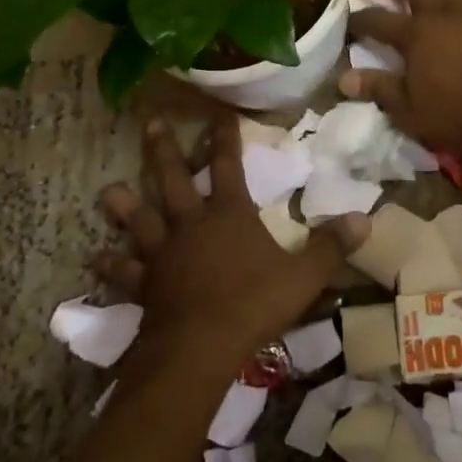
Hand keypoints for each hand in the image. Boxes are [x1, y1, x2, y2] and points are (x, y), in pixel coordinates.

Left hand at [93, 117, 363, 366]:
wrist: (200, 348)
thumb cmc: (253, 304)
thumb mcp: (303, 276)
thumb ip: (330, 246)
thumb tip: (365, 218)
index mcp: (229, 215)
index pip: (228, 166)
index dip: (225, 139)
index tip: (220, 114)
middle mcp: (191, 225)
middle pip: (174, 180)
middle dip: (164, 151)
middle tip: (150, 124)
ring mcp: (163, 254)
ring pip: (140, 221)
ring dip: (125, 206)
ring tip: (108, 189)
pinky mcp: (146, 285)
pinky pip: (125, 272)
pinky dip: (111, 265)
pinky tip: (96, 259)